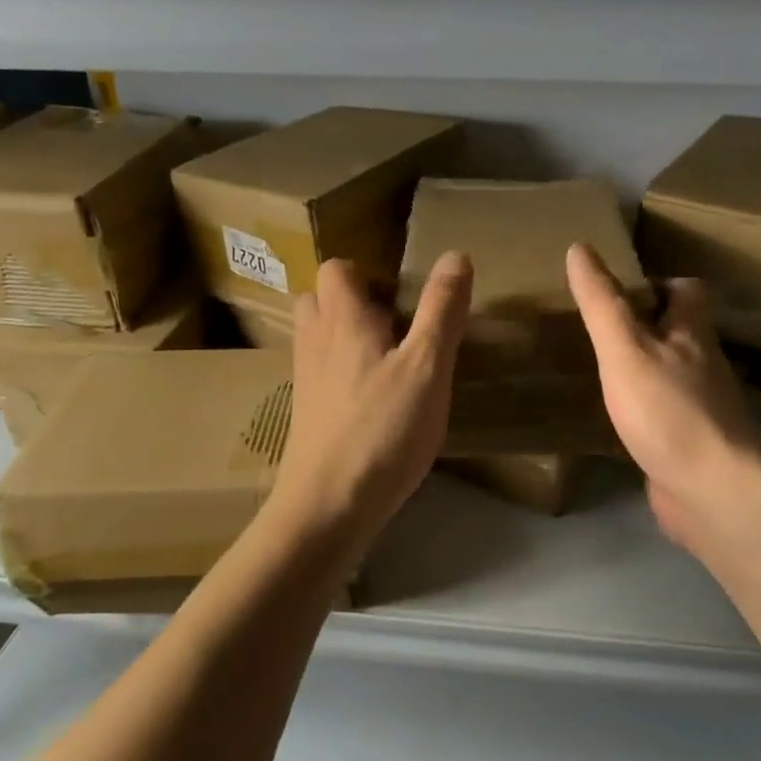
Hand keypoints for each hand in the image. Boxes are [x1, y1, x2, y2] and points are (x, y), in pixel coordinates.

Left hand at [269, 253, 472, 544]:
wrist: (328, 505)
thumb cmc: (383, 429)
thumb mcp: (427, 366)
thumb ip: (441, 310)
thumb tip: (455, 254)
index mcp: (342, 319)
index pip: (337, 269)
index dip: (367, 273)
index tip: (403, 296)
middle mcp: (315, 341)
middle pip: (319, 299)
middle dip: (352, 302)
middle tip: (395, 325)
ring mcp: (304, 379)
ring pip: (317, 337)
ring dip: (345, 336)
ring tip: (388, 360)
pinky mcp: (306, 413)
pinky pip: (319, 372)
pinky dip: (341, 371)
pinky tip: (372, 400)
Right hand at [566, 243, 760, 560]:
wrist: (714, 493)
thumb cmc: (669, 411)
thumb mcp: (625, 349)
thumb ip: (602, 303)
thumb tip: (579, 247)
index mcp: (692, 334)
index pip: (688, 291)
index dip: (659, 283)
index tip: (620, 289)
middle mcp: (703, 366)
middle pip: (679, 334)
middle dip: (644, 327)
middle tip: (597, 329)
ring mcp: (700, 409)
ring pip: (670, 376)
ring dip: (641, 370)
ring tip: (596, 369)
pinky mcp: (689, 447)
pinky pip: (663, 418)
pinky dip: (641, 413)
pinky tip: (612, 421)